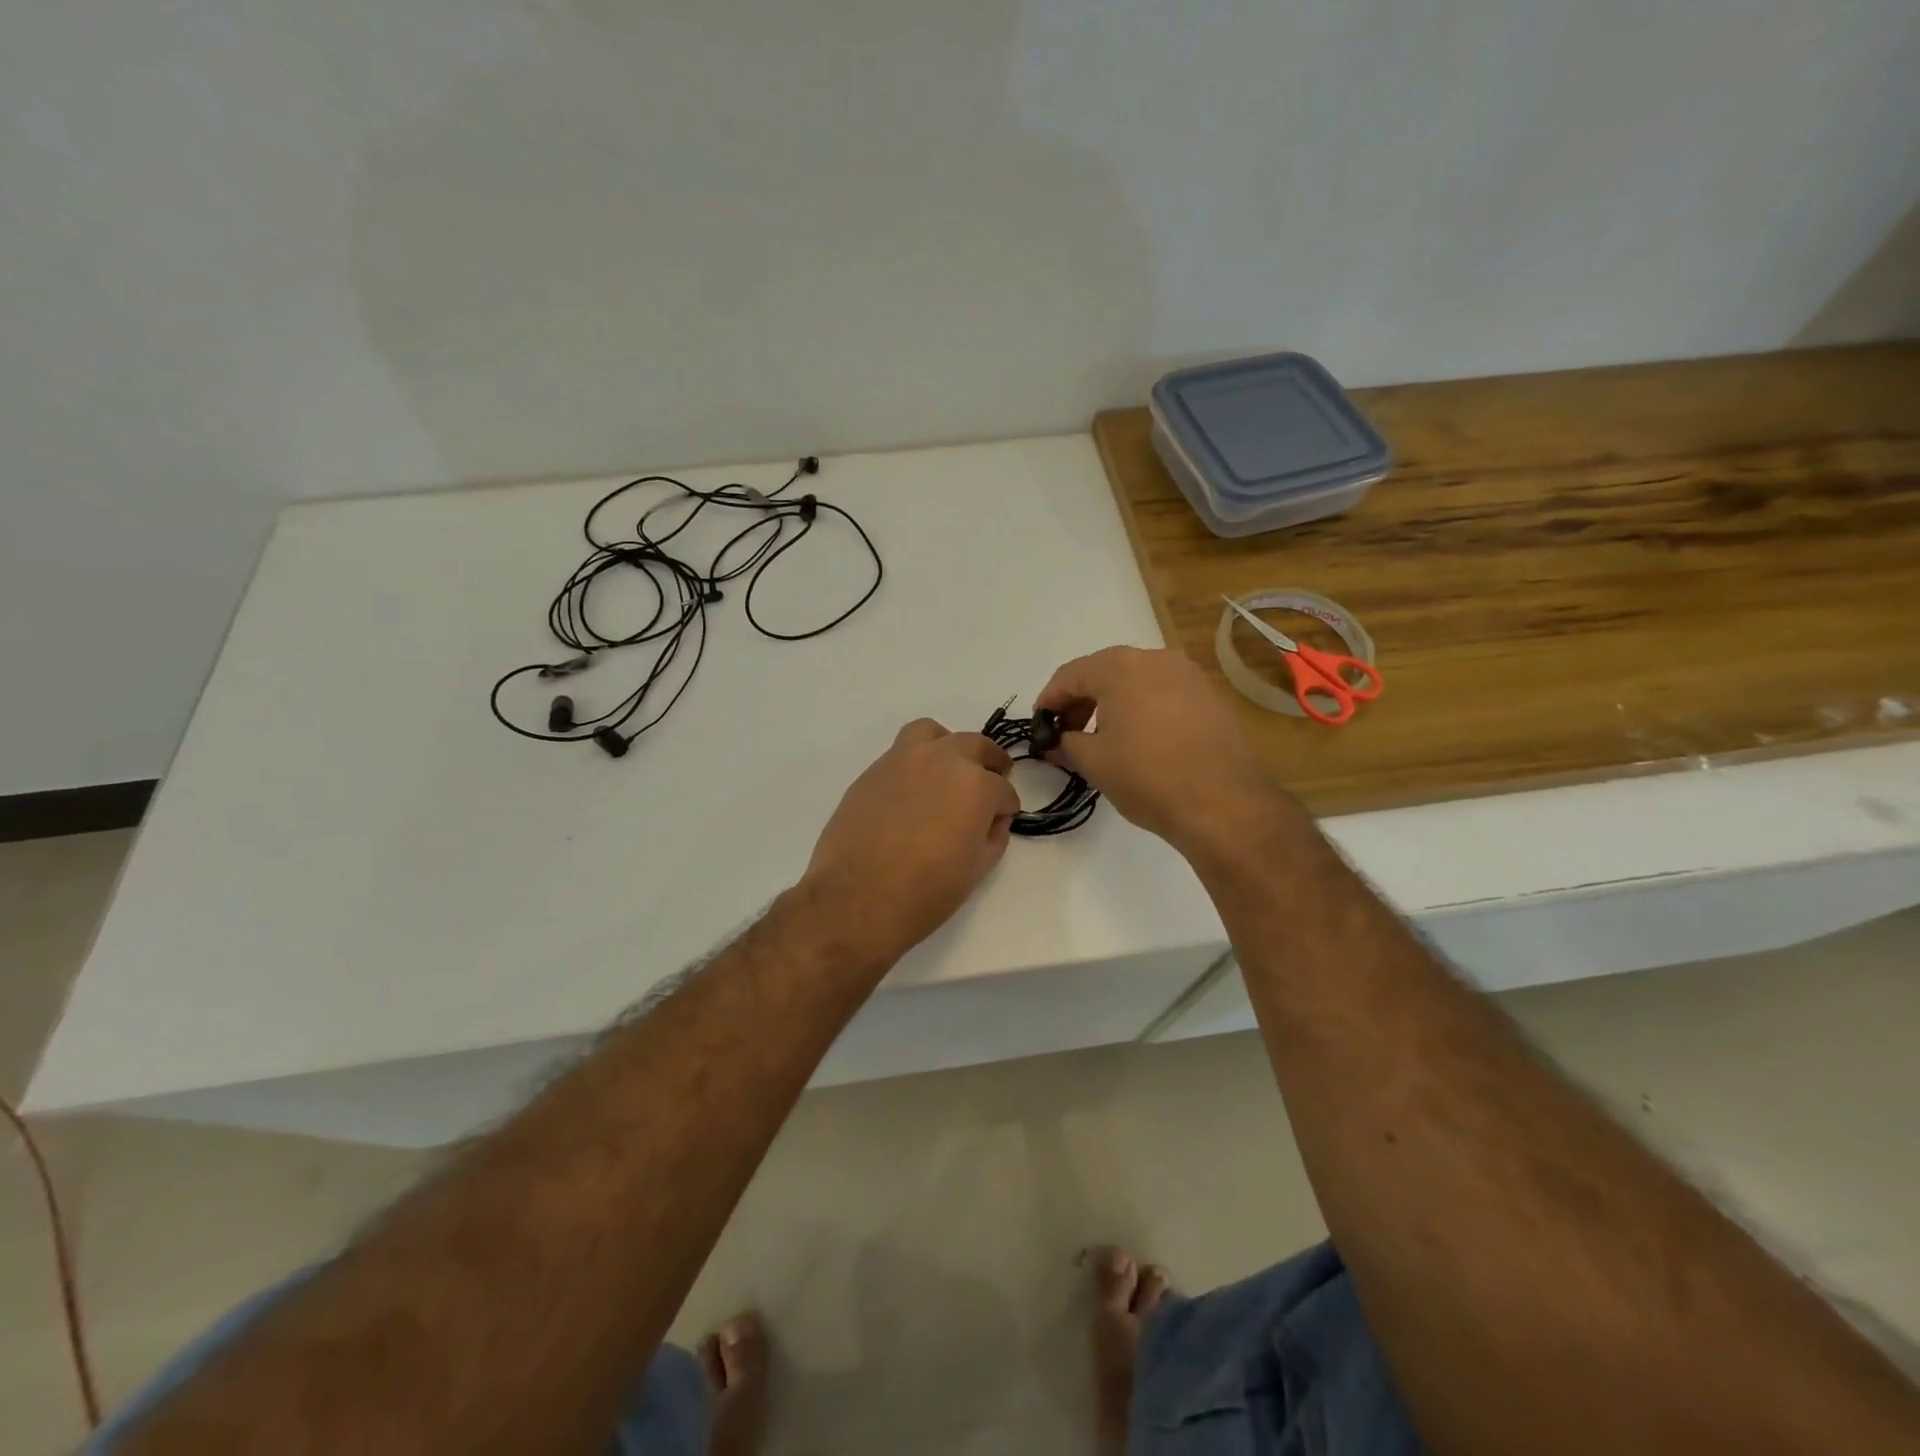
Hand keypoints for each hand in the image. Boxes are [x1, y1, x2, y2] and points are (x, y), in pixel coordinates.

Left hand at [803, 719, 1019, 962]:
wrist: (856, 898)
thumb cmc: (926, 891)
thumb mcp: (976, 870)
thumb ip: (993, 836)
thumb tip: (994, 820)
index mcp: (976, 785)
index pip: (1003, 790)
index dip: (1006, 808)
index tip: (1000, 820)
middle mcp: (943, 760)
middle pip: (975, 746)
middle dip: (989, 764)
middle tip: (991, 780)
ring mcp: (903, 760)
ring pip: (932, 734)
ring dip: (947, 747)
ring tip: (948, 770)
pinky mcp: (872, 771)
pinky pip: (900, 754)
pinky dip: (915, 764)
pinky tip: (912, 792)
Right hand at [1036, 647, 1294, 860]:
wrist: (1224, 803)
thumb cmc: (1147, 777)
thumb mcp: (1093, 762)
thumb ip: (1066, 744)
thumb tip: (1057, 742)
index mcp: (1120, 667)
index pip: (1070, 675)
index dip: (1049, 700)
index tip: (1040, 725)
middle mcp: (1156, 659)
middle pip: (1105, 672)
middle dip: (1081, 701)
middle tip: (1067, 733)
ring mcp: (1189, 675)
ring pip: (1137, 681)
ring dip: (1113, 704)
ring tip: (1103, 738)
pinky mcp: (1211, 696)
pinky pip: (1165, 693)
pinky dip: (1144, 709)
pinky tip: (1141, 740)